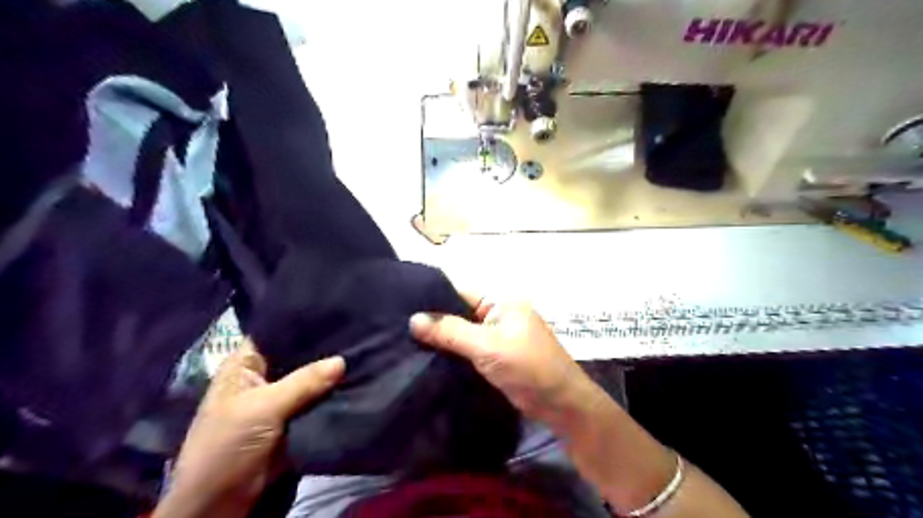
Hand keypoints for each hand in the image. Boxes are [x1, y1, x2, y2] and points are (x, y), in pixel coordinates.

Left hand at [154, 342, 345, 514]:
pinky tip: (358, 379)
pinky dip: (333, 394)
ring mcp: (279, 400)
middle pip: (297, 357)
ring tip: (364, 350)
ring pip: (310, 380)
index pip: (275, 334)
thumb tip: (342, 360)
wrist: (220, 504)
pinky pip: (316, 401)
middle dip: (323, 349)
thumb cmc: (228, 446)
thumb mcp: (263, 408)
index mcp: (245, 366)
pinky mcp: (294, 420)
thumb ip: (303, 382)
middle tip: (357, 330)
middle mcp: (263, 377)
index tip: (333, 311)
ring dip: (331, 373)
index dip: (301, 323)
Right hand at [413, 293, 607, 429]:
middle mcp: (496, 311)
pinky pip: (467, 347)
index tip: (398, 306)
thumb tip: (413, 319)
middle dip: (432, 319)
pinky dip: (451, 351)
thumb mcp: (487, 346)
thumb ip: (450, 331)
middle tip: (396, 327)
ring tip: (403, 341)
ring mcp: (495, 333)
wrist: (560, 403)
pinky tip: (425, 356)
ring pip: (461, 330)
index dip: (429, 297)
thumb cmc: (528, 367)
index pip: (457, 290)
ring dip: (440, 337)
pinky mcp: (494, 354)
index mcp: (499, 298)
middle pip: (457, 310)